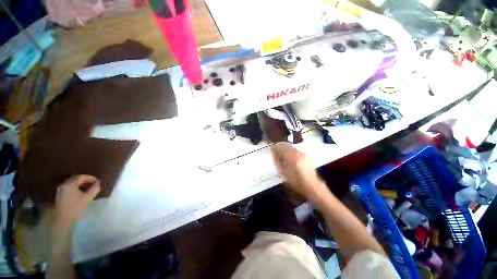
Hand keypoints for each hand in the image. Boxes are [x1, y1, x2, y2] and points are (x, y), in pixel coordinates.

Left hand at [54, 175, 100, 227]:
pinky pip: (70, 187)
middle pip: (76, 179)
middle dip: (85, 180)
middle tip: (94, 183)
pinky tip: (81, 192)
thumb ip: (94, 189)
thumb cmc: (75, 208)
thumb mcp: (87, 198)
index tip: (98, 181)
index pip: (81, 177)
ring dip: (81, 184)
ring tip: (88, 187)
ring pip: (72, 183)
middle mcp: (64, 185)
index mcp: (70, 184)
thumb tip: (98, 183)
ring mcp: (61, 190)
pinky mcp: (60, 195)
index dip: (91, 178)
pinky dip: (76, 187)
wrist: (62, 220)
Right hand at [271, 143, 327, 200]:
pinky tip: (289, 154)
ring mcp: (303, 154)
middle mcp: (298, 154)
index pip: (281, 149)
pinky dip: (291, 150)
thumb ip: (278, 162)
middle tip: (275, 149)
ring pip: (291, 146)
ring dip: (285, 147)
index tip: (271, 148)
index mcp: (291, 158)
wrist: (311, 185)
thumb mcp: (284, 173)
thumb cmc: (296, 182)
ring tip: (281, 151)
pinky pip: (296, 149)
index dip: (275, 148)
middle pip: (286, 145)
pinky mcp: (306, 155)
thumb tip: (274, 154)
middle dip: (280, 146)